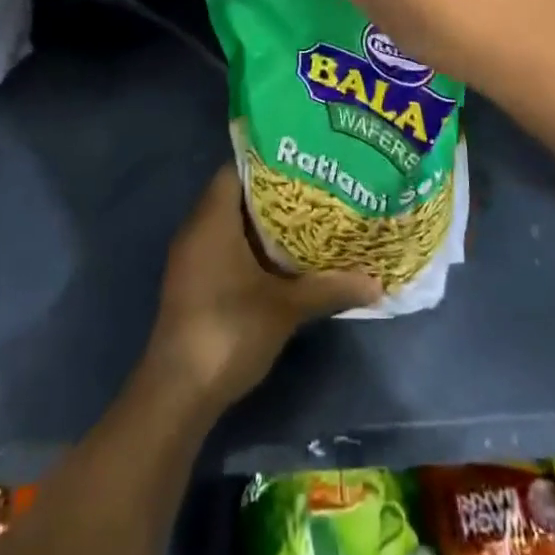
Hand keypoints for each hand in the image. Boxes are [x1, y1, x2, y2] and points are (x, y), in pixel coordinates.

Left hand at [146, 167, 381, 410]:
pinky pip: (222, 246)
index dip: (269, 161)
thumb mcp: (286, 308)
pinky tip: (281, 260)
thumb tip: (376, 283)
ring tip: (306, 219)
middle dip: (273, 193)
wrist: (178, 393)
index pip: (237, 168)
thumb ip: (329, 289)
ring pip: (229, 223)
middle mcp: (197, 228)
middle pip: (235, 195)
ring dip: (262, 223)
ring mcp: (191, 257)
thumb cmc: (229, 330)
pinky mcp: (192, 282)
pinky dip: (249, 247)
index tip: (303, 161)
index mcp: (213, 218)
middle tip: (314, 189)